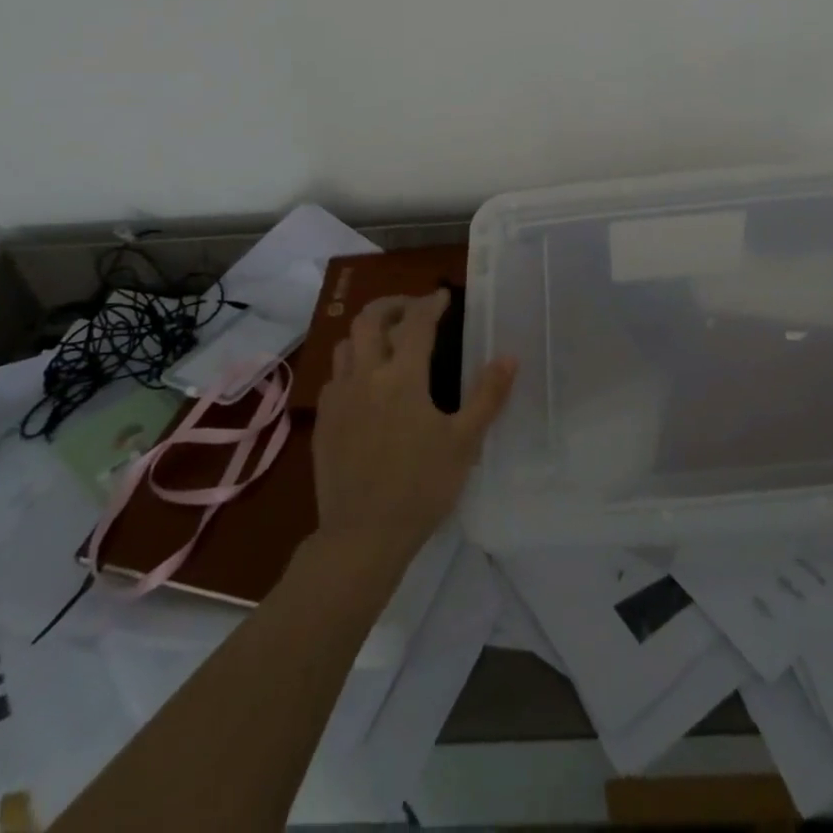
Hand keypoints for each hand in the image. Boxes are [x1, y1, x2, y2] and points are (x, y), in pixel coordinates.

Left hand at [312, 290, 516, 573]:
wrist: (361, 537)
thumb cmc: (420, 487)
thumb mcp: (464, 442)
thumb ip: (488, 395)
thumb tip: (509, 357)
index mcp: (402, 377)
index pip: (416, 322)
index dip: (431, 303)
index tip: (443, 296)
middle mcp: (365, 376)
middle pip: (369, 319)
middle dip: (392, 304)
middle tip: (413, 309)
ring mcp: (338, 398)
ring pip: (346, 344)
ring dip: (368, 332)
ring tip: (388, 340)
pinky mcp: (323, 421)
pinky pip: (334, 376)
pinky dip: (352, 365)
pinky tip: (366, 384)